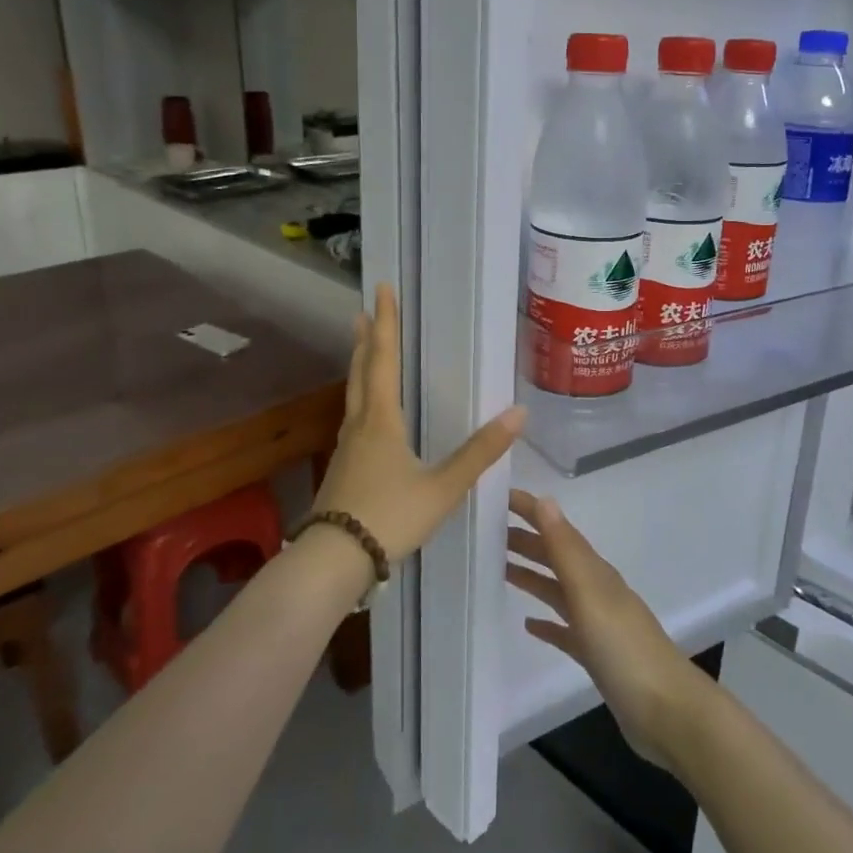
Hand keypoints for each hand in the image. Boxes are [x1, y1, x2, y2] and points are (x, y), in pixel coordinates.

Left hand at [312, 283, 523, 563]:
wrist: (333, 561)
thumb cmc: (390, 516)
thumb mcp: (443, 487)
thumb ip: (480, 452)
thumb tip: (519, 413)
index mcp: (381, 421)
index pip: (383, 360)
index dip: (385, 324)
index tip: (382, 290)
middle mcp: (359, 426)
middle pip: (361, 372)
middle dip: (366, 340)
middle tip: (364, 311)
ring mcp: (345, 449)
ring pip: (352, 396)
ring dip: (359, 367)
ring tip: (364, 351)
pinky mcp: (341, 470)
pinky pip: (353, 420)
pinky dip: (360, 400)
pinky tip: (367, 416)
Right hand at [505, 490, 704, 768]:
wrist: (666, 711)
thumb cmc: (624, 648)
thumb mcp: (590, 593)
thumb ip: (566, 549)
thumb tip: (545, 500)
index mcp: (595, 573)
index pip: (559, 532)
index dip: (532, 512)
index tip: (500, 497)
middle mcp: (596, 592)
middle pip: (556, 559)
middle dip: (526, 542)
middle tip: (487, 533)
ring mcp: (598, 625)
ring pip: (558, 591)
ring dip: (532, 577)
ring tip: (501, 569)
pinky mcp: (596, 656)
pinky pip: (565, 631)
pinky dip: (546, 623)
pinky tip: (528, 626)